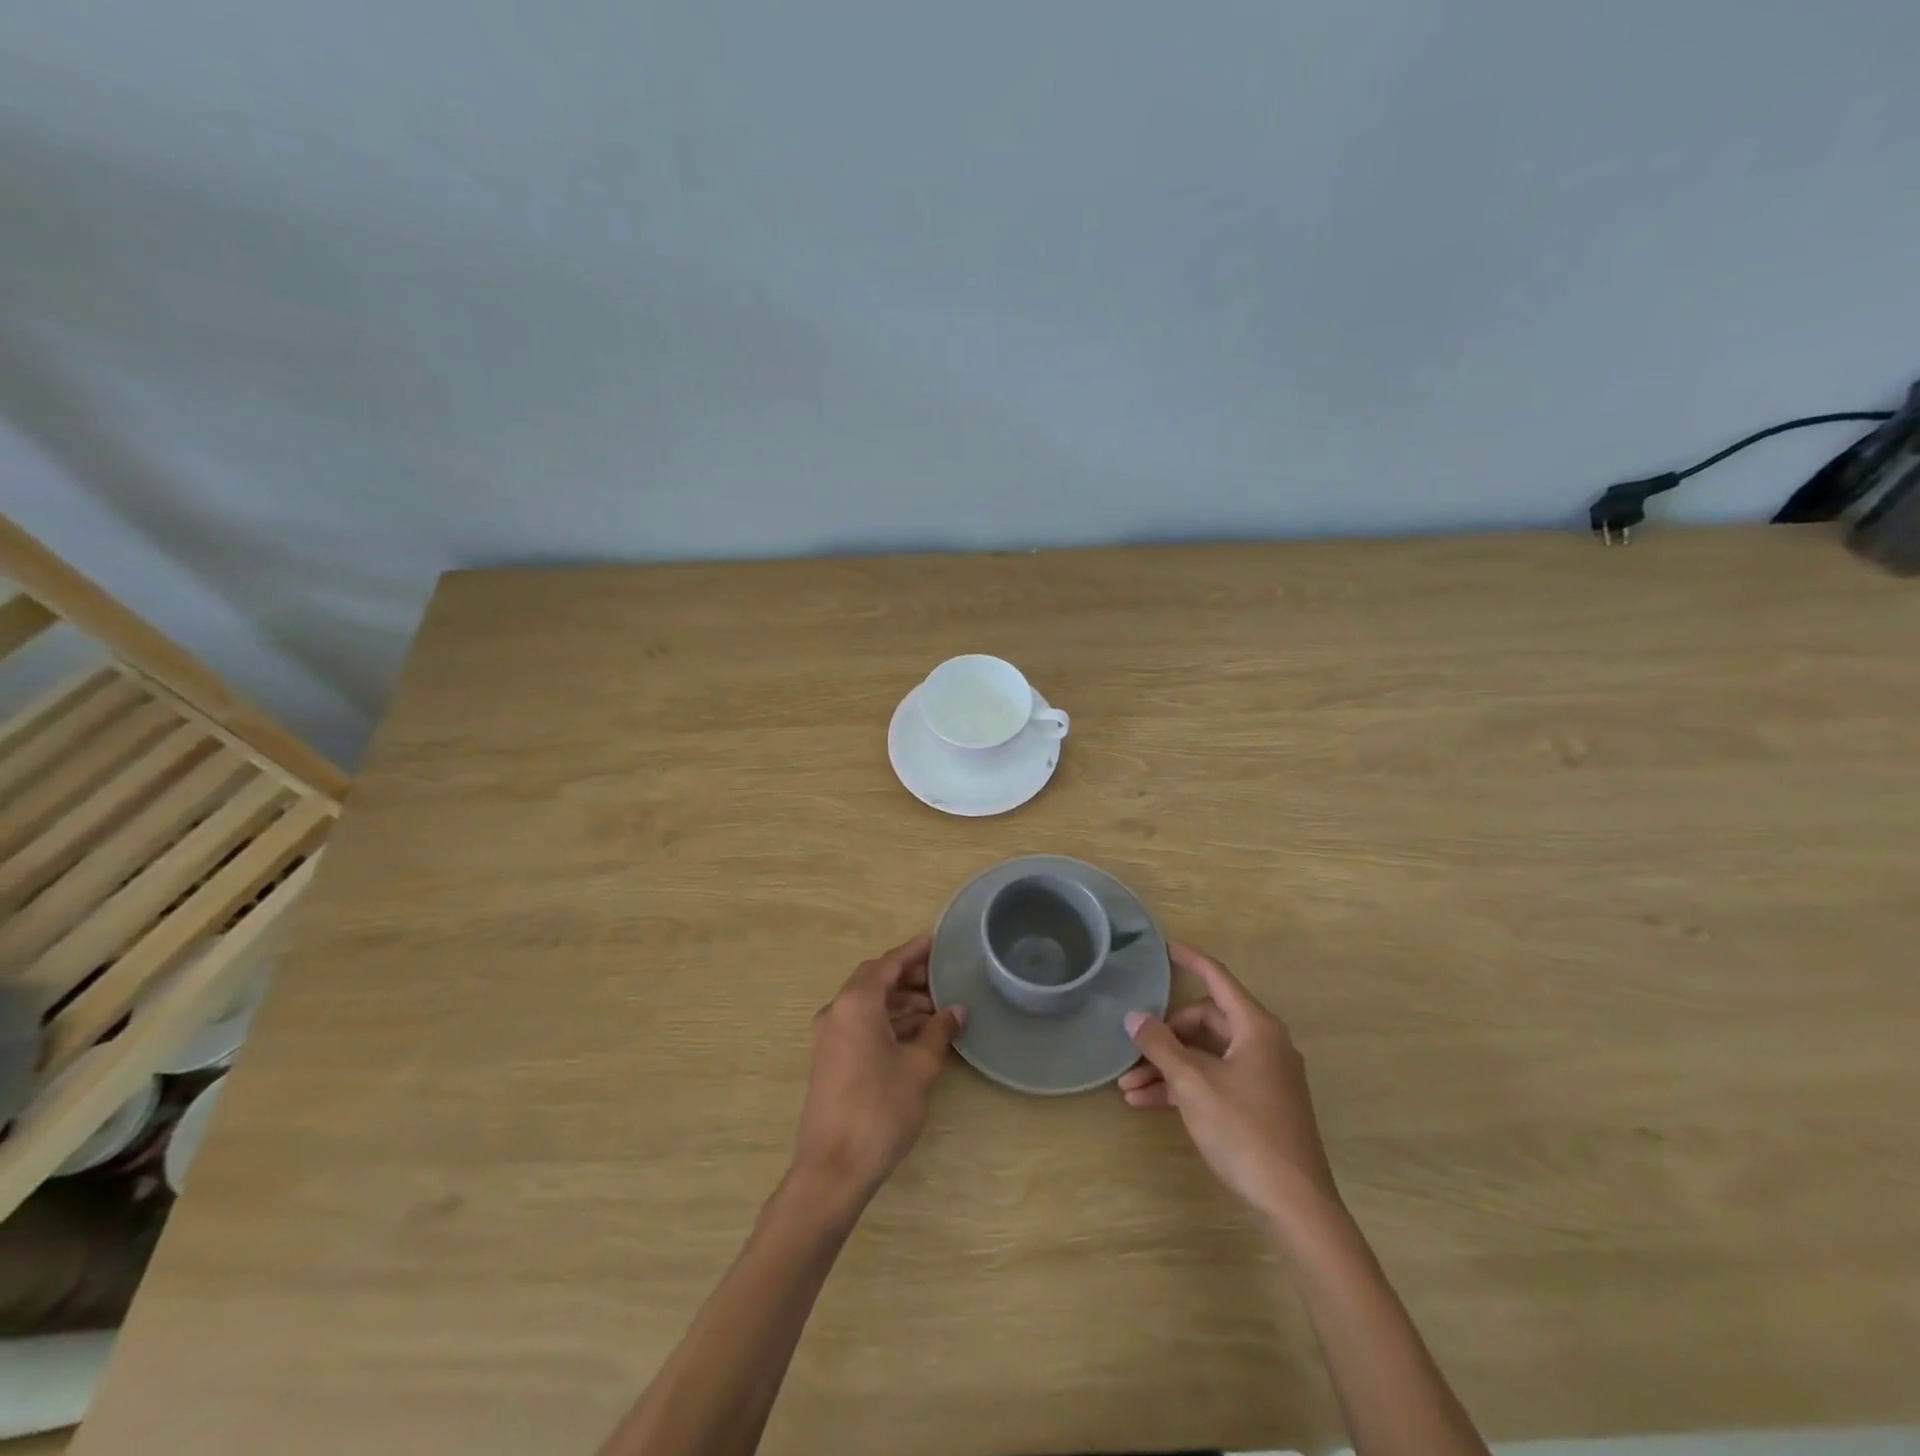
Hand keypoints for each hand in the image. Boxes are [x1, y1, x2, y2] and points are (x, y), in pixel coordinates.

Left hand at [791, 932, 964, 1201]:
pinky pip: (861, 1025)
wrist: (833, 1168)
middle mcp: (837, 1010)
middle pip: (876, 980)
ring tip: (937, 1010)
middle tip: (943, 978)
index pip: (888, 963)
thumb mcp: (919, 1067)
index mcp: (856, 1002)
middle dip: (908, 977)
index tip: (937, 941)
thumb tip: (956, 1011)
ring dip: (900, 1002)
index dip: (914, 951)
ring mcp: (829, 1036)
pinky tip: (916, 1034)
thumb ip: (939, 1032)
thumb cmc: (879, 1109)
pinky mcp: (829, 1058)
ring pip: (868, 1004)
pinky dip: (887, 1022)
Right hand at [1119, 941, 1339, 1224]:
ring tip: (1128, 1087)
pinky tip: (1147, 1103)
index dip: (1190, 960)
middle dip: (1165, 1035)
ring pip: (1205, 1055)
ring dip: (1168, 1067)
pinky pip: (1214, 1080)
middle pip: (1205, 1021)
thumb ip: (1161, 1045)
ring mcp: (1263, 1076)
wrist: (1295, 1205)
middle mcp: (1263, 1044)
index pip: (1218, 979)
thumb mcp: (1193, 1084)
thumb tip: (1134, 1016)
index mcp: (1256, 1028)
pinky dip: (1184, 1087)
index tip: (1164, 946)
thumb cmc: (1244, 1131)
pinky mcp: (1259, 1105)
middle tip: (1133, 1050)